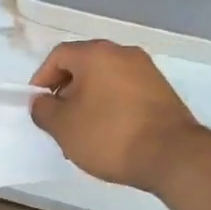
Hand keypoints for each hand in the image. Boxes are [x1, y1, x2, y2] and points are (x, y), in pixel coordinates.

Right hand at [30, 41, 204, 192]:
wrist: (172, 156)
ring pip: (105, 81)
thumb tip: (42, 102)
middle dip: (66, 93)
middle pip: (83, 66)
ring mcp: (147, 71)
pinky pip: (125, 92)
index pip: (58, 56)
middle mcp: (123, 53)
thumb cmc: (109, 135)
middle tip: (59, 121)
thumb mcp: (63, 126)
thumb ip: (43, 110)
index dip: (41, 79)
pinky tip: (108, 135)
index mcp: (96, 53)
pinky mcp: (163, 92)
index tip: (38, 105)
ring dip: (88, 102)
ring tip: (83, 134)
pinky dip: (111, 107)